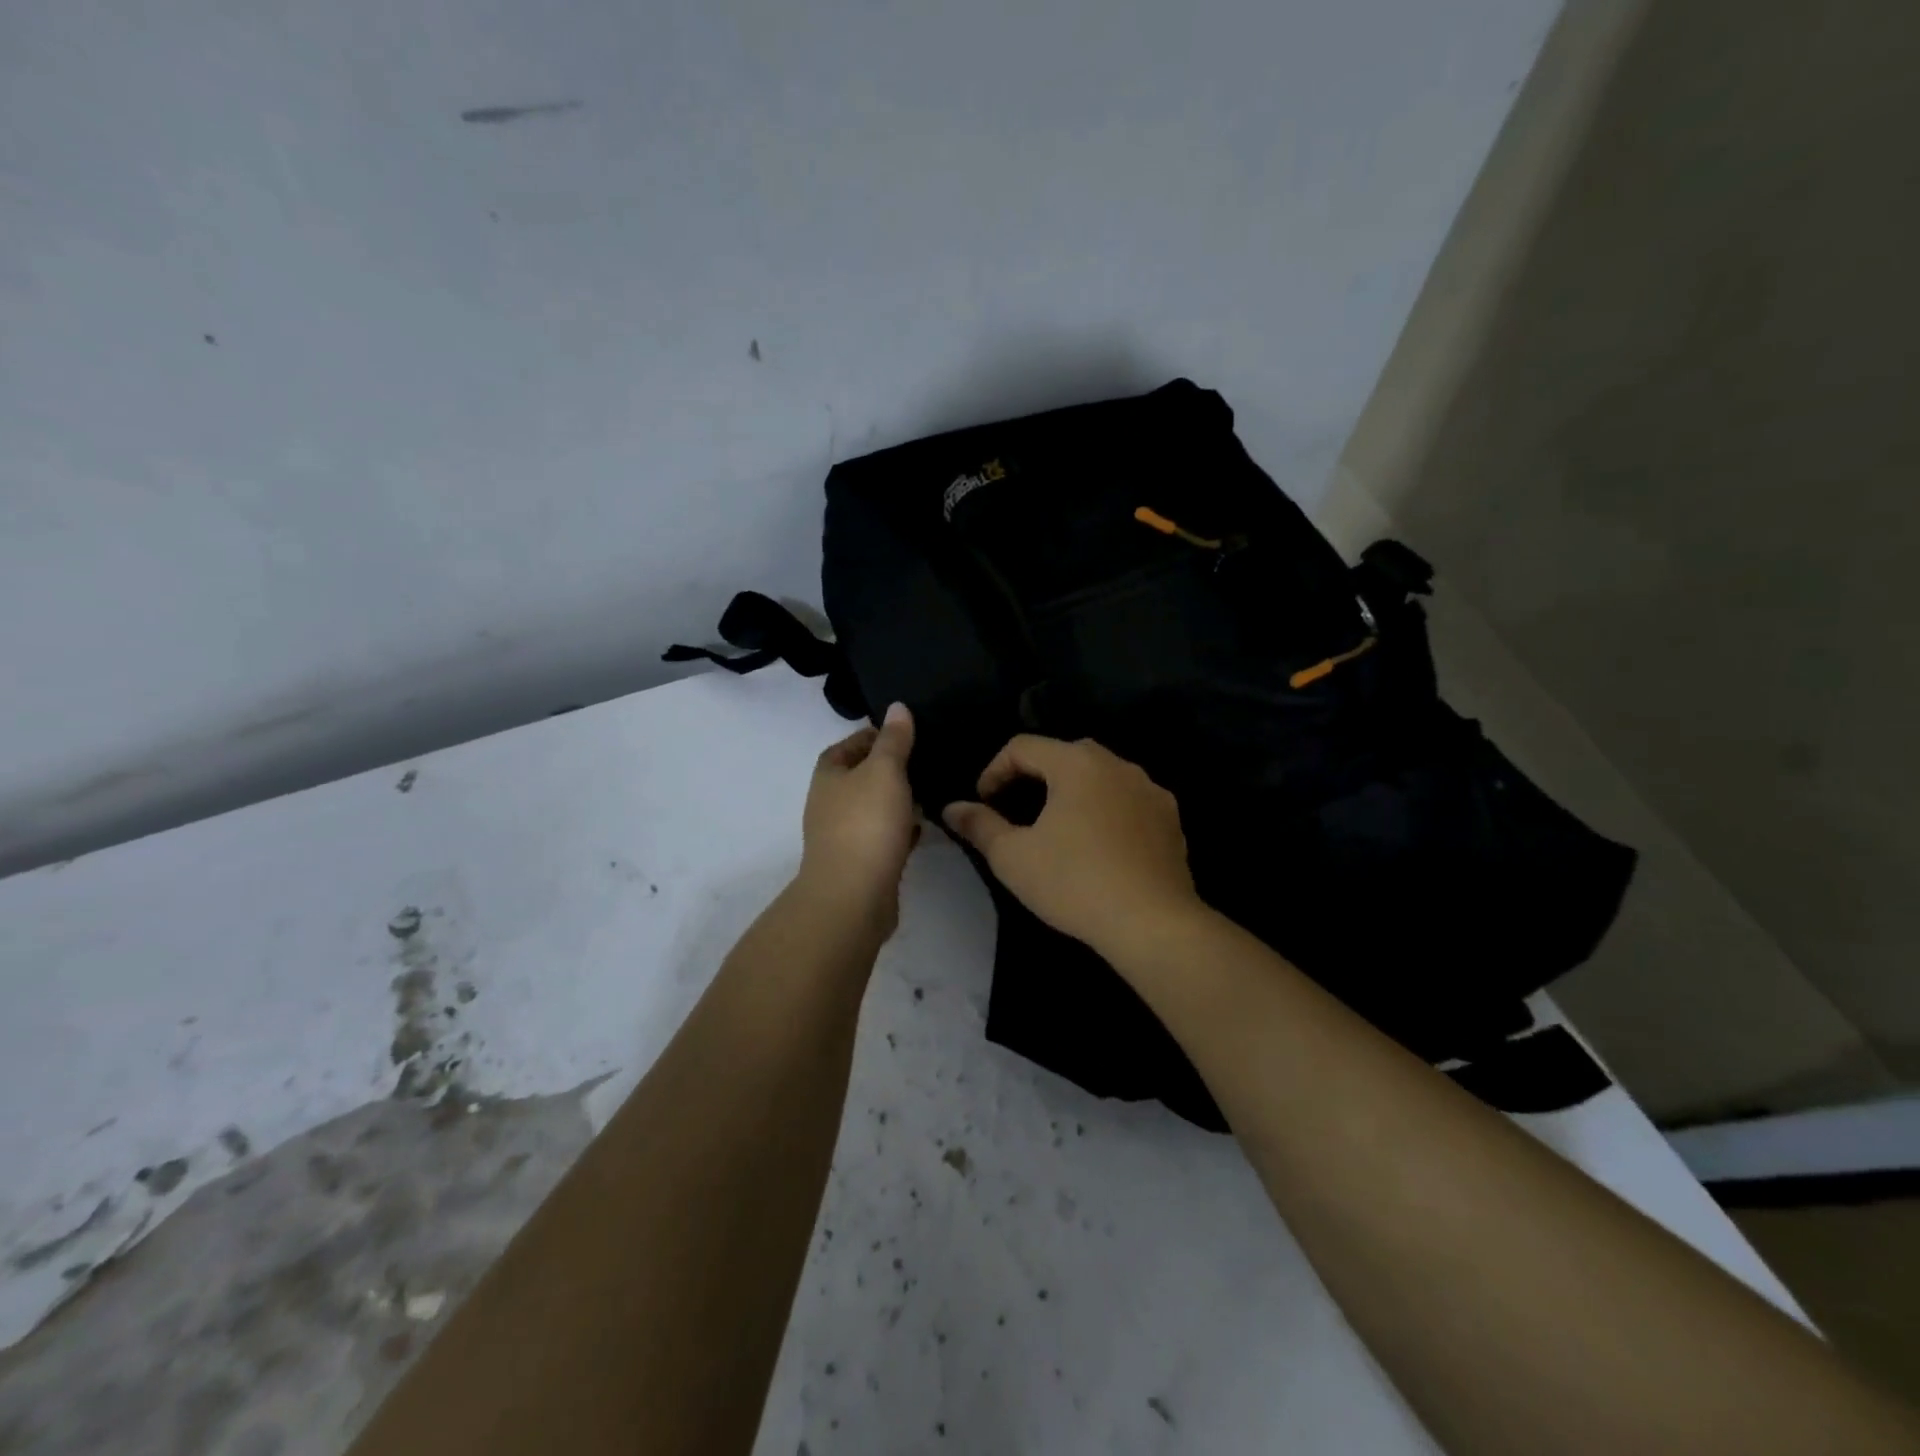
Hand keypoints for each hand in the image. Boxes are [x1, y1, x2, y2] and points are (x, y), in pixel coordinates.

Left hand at [798, 703, 919, 930]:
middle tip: (924, 760)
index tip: (903, 733)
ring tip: (931, 790)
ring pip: (873, 809)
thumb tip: (898, 707)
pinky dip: (901, 830)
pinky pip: (883, 838)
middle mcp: (829, 805)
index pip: (846, 746)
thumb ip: (894, 740)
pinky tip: (924, 828)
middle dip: (888, 770)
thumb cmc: (866, 823)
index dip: (871, 736)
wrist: (853, 896)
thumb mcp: (885, 771)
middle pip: (859, 778)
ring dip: (896, 801)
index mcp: (828, 777)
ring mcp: (843, 837)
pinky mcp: (861, 865)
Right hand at [942, 735, 1203, 956]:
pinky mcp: (1171, 819)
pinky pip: (1128, 801)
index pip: (1023, 747)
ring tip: (1057, 827)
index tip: (983, 802)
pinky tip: (1099, 846)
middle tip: (1016, 809)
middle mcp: (1117, 764)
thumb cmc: (1074, 882)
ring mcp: (1150, 790)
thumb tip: (953, 808)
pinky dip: (1106, 811)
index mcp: (1077, 763)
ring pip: (1100, 776)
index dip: (994, 770)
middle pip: (1065, 755)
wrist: (1153, 923)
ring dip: (1073, 792)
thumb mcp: (1013, 857)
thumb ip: (980, 825)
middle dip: (1034, 776)